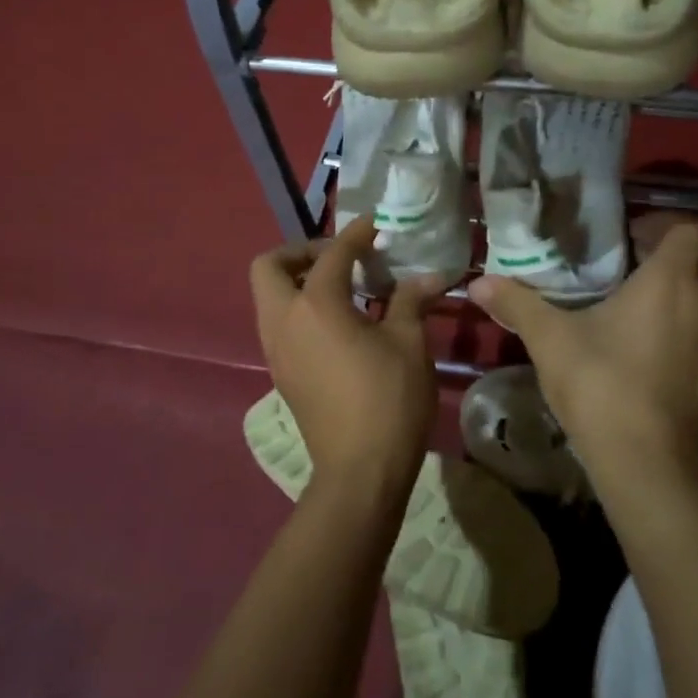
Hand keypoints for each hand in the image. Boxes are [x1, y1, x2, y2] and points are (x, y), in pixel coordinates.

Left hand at [249, 214, 455, 494]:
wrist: (360, 471)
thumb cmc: (388, 400)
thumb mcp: (408, 343)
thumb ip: (410, 301)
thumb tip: (428, 276)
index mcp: (315, 305)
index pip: (333, 254)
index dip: (356, 234)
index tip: (374, 226)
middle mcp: (284, 320)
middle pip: (269, 267)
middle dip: (302, 252)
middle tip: (340, 259)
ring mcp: (276, 349)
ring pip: (269, 297)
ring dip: (298, 281)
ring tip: (343, 288)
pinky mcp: (281, 372)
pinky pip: (279, 323)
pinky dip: (299, 308)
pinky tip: (338, 322)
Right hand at [469, 214, 697, 493]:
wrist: (649, 464)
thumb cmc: (602, 385)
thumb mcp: (550, 339)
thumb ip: (516, 302)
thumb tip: (477, 282)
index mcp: (672, 279)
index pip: (689, 227)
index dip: (661, 224)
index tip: (627, 239)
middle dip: (667, 260)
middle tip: (623, 272)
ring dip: (680, 296)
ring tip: (636, 312)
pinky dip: (689, 330)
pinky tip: (651, 352)